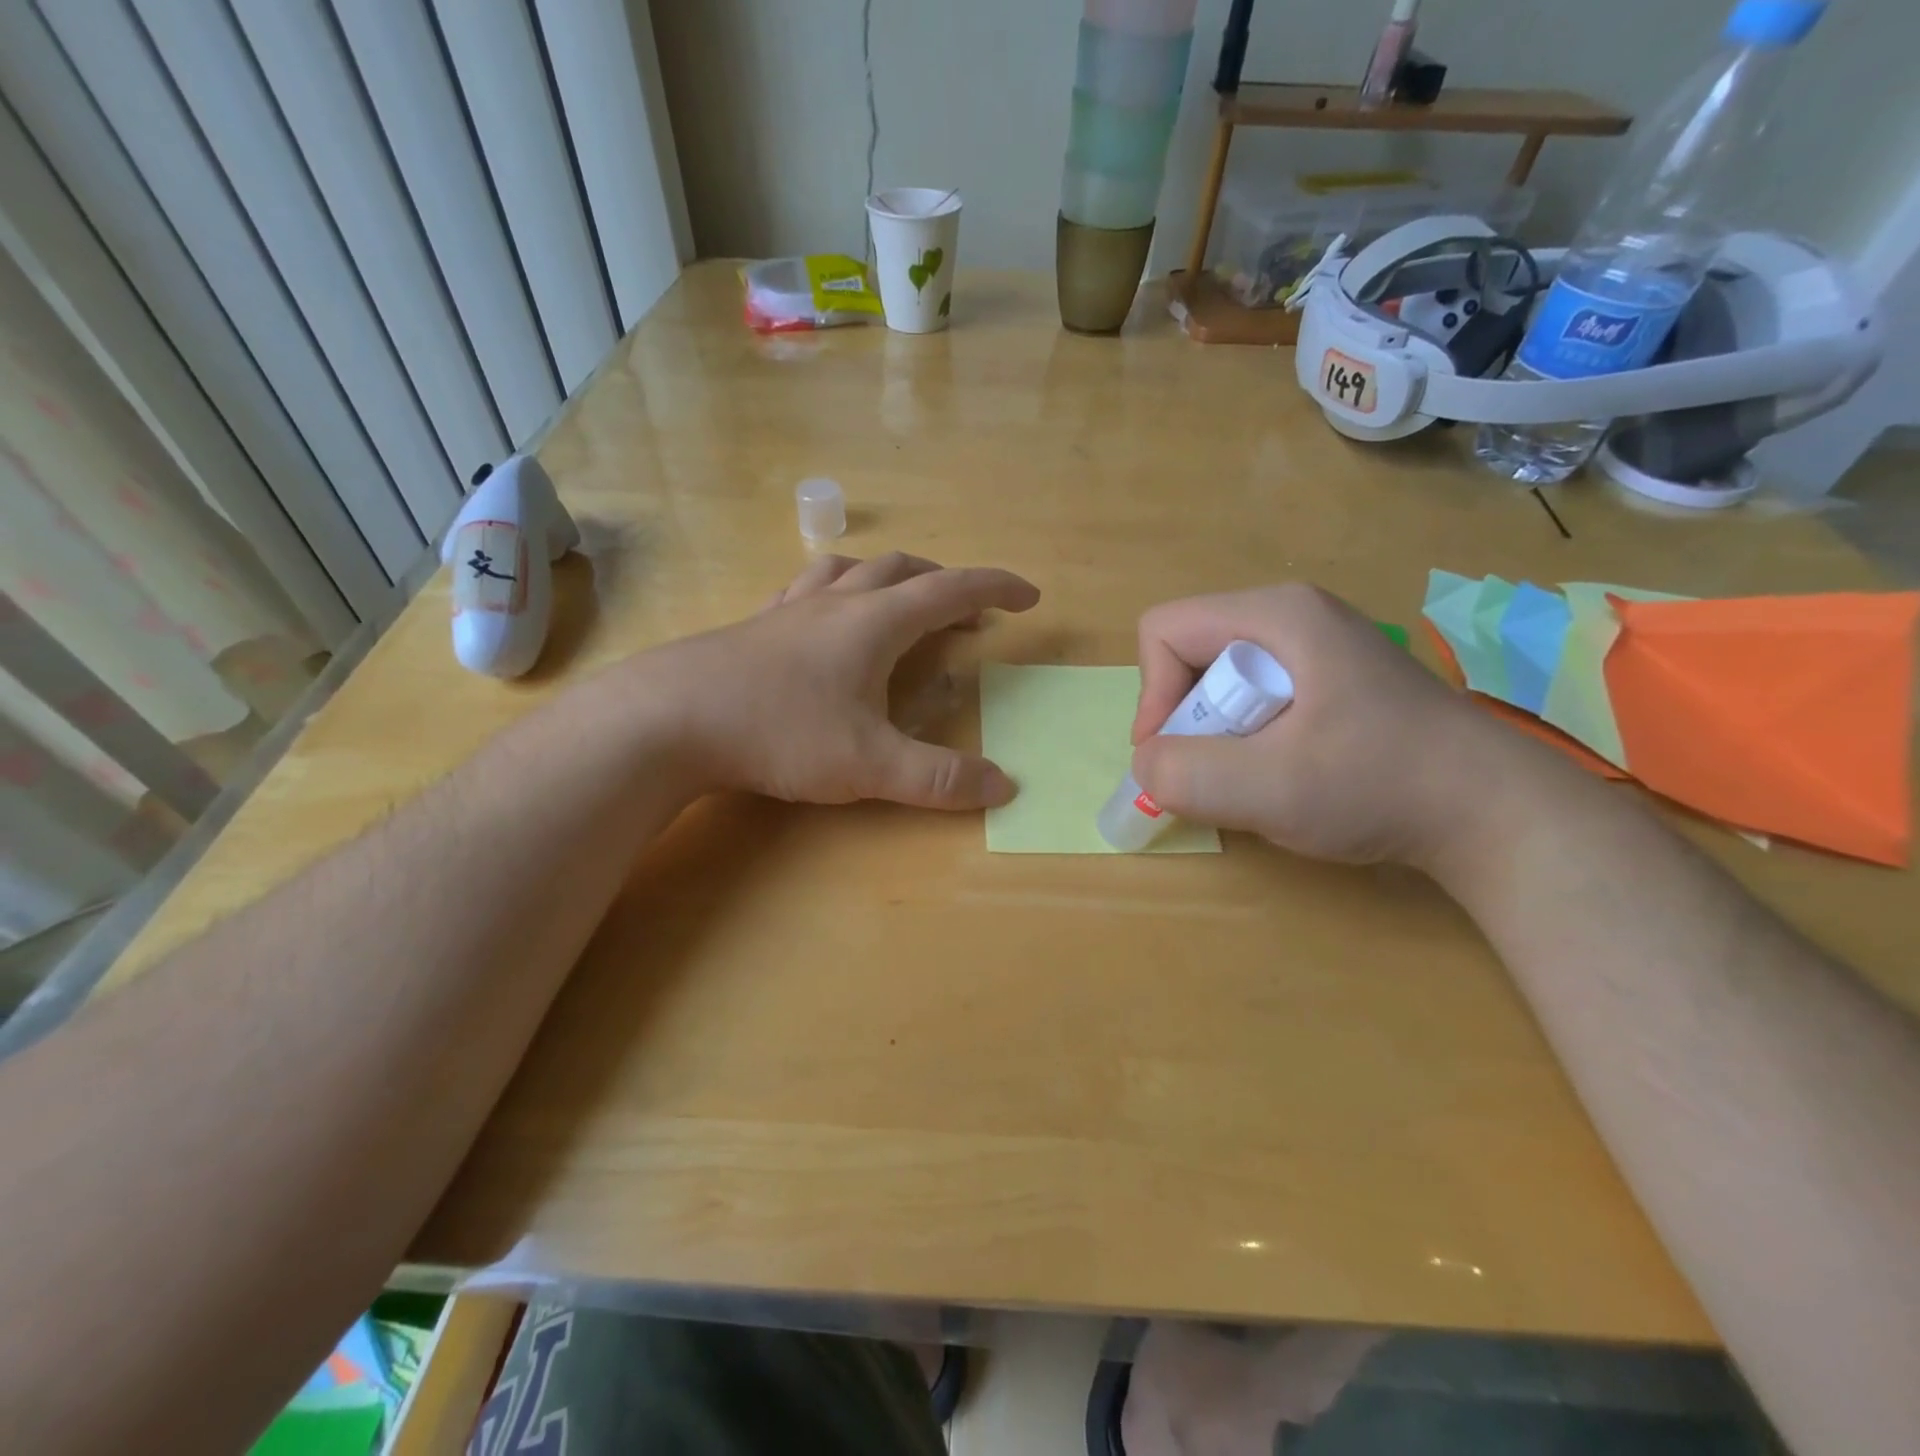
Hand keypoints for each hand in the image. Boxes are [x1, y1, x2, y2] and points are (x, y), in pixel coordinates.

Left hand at [636, 552, 1038, 809]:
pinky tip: (822, 619)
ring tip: (900, 602)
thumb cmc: (780, 732)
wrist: (669, 719)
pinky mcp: (754, 627)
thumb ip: (939, 779)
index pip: (951, 591)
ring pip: (850, 571)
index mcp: (874, 623)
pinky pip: (805, 591)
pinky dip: (834, 593)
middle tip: (968, 616)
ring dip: (889, 579)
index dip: (995, 590)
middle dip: (945, 586)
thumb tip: (1004, 787)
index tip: (1028, 597)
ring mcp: (789, 611)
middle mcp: (836, 603)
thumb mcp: (869, 765)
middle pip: (902, 571)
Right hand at [1129, 583, 1507, 865]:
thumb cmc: (1382, 786)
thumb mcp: (1272, 788)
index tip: (1176, 759)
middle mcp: (1291, 616)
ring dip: (1217, 737)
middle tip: (1222, 774)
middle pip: (1189, 655)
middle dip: (1187, 721)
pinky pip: (1253, 699)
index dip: (1153, 695)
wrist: (1496, 813)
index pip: (1164, 631)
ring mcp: (1316, 646)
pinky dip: (1247, 740)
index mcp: (1275, 615)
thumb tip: (1146, 766)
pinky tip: (1286, 774)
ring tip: (1259, 778)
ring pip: (1218, 681)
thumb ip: (1186, 775)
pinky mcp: (1330, 680)